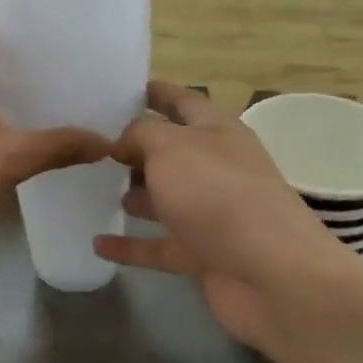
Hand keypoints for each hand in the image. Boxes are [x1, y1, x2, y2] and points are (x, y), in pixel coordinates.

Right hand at [94, 83, 362, 350]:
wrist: (271, 275)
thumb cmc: (218, 195)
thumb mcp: (172, 147)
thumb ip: (140, 134)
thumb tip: (121, 142)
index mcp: (217, 132)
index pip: (183, 101)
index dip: (155, 92)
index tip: (120, 88)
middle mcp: (216, 168)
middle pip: (171, 152)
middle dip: (136, 147)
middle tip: (92, 143)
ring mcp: (210, 214)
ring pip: (165, 199)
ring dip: (134, 194)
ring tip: (94, 188)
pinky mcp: (201, 254)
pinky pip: (157, 246)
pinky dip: (129, 245)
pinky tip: (98, 243)